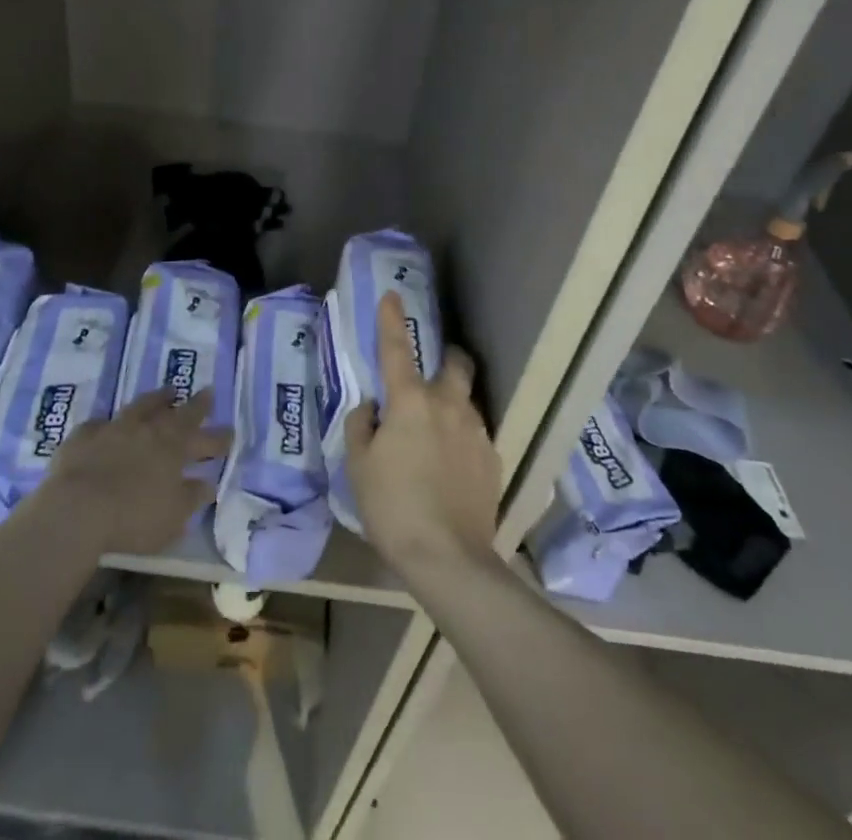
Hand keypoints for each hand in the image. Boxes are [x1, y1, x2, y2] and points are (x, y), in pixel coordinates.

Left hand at [38, 388, 230, 554]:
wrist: (76, 509)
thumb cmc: (132, 518)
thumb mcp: (172, 516)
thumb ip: (191, 498)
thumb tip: (207, 483)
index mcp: (173, 448)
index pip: (203, 436)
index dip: (218, 434)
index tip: (230, 430)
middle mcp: (147, 429)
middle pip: (176, 412)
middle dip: (195, 404)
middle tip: (207, 392)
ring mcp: (114, 428)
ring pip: (141, 406)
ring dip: (156, 399)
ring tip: (166, 392)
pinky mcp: (83, 436)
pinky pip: (99, 424)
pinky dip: (108, 424)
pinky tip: (106, 425)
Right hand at [347, 293, 500, 582]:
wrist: (447, 557)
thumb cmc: (392, 506)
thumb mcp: (358, 466)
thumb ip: (361, 426)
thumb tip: (372, 408)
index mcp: (410, 401)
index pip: (396, 348)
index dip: (391, 319)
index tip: (392, 295)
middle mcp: (448, 405)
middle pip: (456, 363)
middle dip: (447, 356)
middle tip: (433, 369)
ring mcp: (476, 431)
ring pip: (467, 400)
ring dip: (452, 403)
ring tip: (437, 433)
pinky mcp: (493, 459)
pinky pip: (475, 434)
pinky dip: (462, 437)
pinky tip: (451, 466)